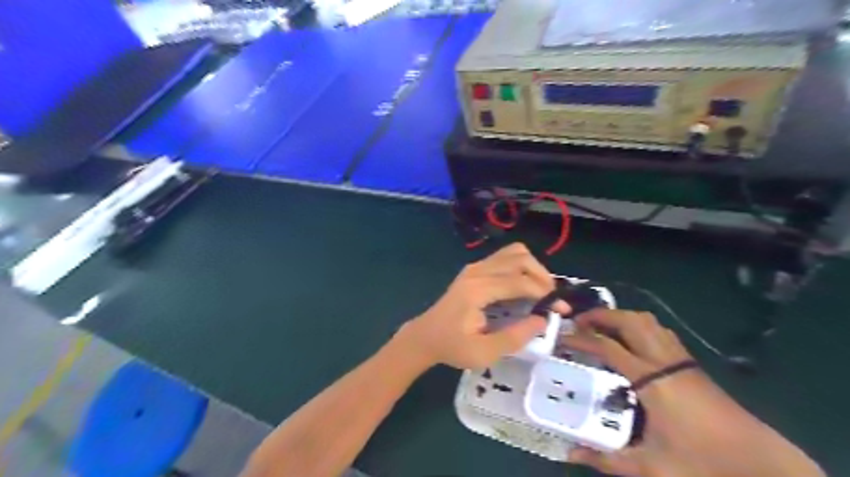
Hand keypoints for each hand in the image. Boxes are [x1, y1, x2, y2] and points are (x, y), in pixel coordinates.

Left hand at [399, 244, 569, 369]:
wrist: (425, 336)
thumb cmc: (452, 347)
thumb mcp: (483, 353)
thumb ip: (514, 337)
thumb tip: (543, 320)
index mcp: (477, 290)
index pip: (519, 281)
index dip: (544, 293)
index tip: (560, 309)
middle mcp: (477, 271)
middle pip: (519, 257)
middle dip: (542, 276)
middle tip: (552, 299)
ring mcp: (475, 267)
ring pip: (513, 252)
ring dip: (533, 268)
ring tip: (541, 292)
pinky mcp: (475, 269)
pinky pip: (505, 257)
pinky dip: (521, 267)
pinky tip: (525, 287)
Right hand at [564, 312, 699, 474]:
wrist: (760, 464)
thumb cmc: (703, 462)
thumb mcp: (650, 466)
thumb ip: (607, 459)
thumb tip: (570, 453)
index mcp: (651, 380)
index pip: (607, 347)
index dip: (581, 339)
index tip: (561, 338)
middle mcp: (664, 361)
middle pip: (629, 321)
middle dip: (600, 316)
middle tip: (579, 324)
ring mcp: (680, 359)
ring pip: (647, 322)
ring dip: (620, 317)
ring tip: (601, 327)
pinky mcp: (692, 364)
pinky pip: (660, 331)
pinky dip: (639, 326)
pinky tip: (632, 341)